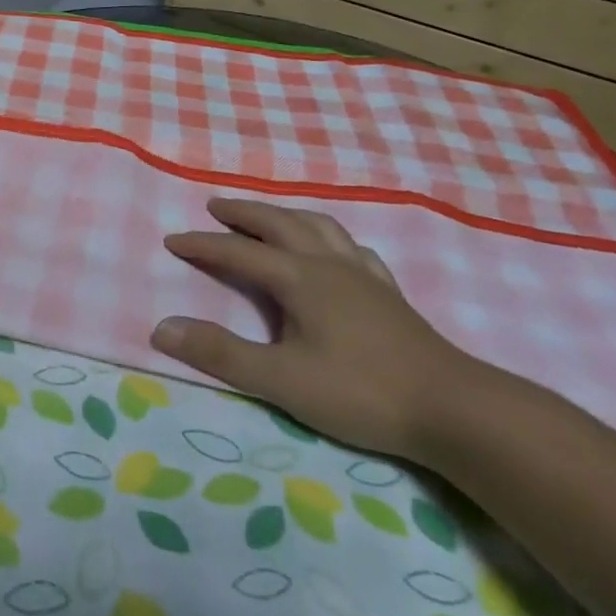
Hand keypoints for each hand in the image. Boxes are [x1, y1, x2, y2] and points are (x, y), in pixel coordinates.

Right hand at [152, 199, 485, 459]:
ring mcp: (364, 275)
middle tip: (217, 206)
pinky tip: (334, 250)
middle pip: (280, 224)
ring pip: (319, 227)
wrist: (454, 409)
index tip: (172, 240)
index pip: (239, 251)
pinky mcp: (388, 294)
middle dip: (244, 214)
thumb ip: (220, 354)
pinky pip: (353, 248)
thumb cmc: (361, 393)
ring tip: (269, 217)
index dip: (203, 244)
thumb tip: (161, 328)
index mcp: (300, 278)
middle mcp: (329, 264)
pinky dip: (330, 238)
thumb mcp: (280, 379)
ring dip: (286, 215)